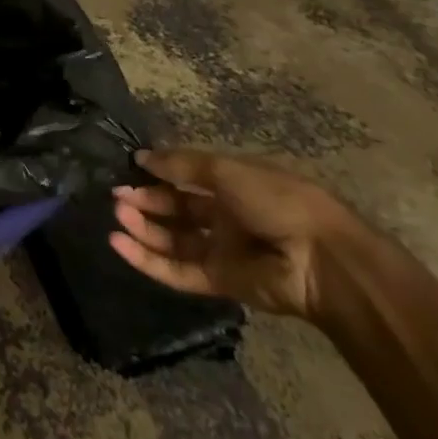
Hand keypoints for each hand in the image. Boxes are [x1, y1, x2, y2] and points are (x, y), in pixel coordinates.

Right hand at [111, 149, 355, 321]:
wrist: (321, 258)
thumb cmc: (277, 200)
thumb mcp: (226, 170)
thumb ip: (180, 166)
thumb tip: (140, 157)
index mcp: (232, 184)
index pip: (186, 177)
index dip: (158, 173)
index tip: (129, 168)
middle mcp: (225, 216)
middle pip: (176, 209)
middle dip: (146, 200)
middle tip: (117, 195)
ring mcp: (222, 251)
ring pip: (173, 240)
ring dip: (143, 228)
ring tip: (116, 215)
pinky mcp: (220, 282)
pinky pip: (178, 270)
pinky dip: (147, 260)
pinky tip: (120, 244)